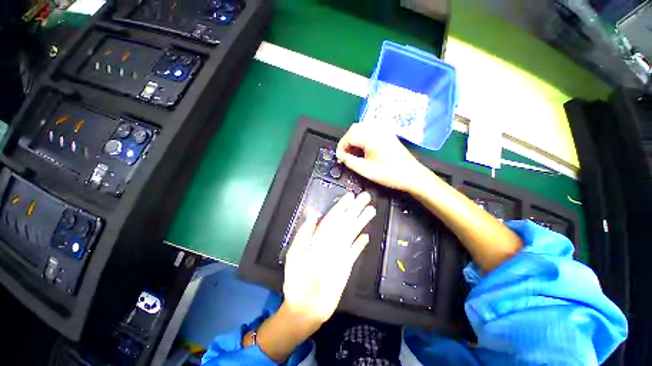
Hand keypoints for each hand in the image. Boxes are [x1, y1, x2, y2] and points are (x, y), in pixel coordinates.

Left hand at [283, 191, 375, 323]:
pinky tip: (366, 237)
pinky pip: (354, 252)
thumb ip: (305, 234)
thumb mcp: (296, 255)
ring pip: (352, 233)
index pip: (332, 218)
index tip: (351, 196)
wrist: (306, 307)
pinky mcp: (346, 265)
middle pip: (345, 222)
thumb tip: (313, 214)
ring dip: (361, 222)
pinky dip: (359, 244)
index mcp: (319, 238)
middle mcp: (330, 241)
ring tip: (371, 210)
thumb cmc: (297, 281)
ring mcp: (339, 252)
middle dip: (355, 209)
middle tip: (366, 197)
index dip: (341, 207)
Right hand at [336, 122, 429, 192]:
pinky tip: (363, 149)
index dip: (341, 147)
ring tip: (353, 153)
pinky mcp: (387, 133)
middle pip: (354, 129)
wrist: (412, 175)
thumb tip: (341, 156)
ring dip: (354, 139)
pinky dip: (362, 138)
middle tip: (345, 156)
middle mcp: (377, 129)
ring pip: (362, 129)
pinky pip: (370, 131)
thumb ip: (350, 162)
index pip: (349, 136)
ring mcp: (383, 130)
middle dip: (346, 142)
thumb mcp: (366, 170)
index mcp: (371, 137)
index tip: (339, 158)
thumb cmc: (390, 174)